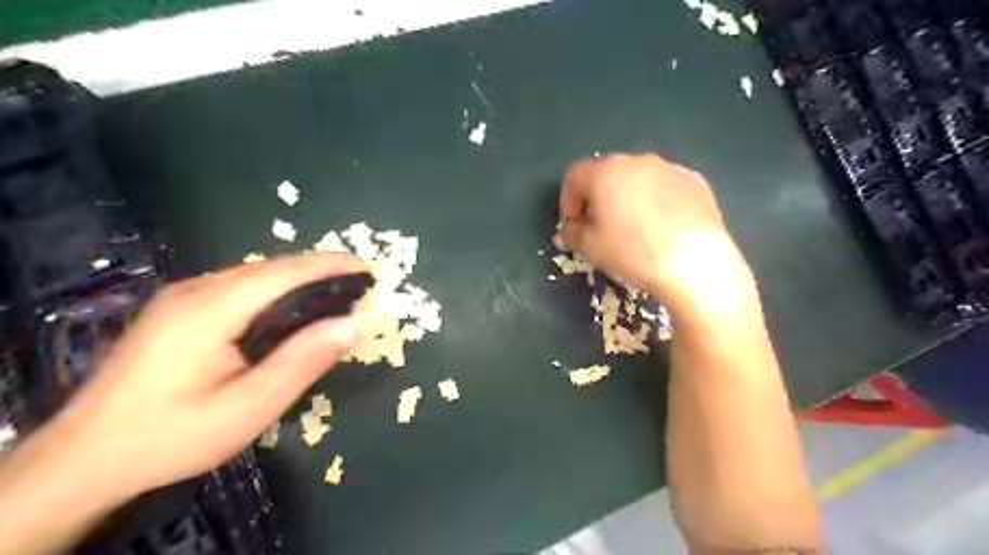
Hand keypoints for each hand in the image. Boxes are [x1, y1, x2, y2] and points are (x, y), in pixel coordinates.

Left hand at [47, 253, 366, 499]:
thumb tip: (353, 324)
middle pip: (271, 268)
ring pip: (255, 274)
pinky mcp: (177, 309)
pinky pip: (240, 286)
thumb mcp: (249, 407)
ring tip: (335, 293)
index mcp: (211, 309)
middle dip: (320, 270)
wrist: (83, 460)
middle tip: (360, 286)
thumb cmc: (173, 436)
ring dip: (299, 278)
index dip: (331, 265)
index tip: (369, 268)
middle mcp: (196, 290)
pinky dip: (276, 289)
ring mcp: (182, 297)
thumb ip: (303, 361)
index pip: (285, 272)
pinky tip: (290, 308)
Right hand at [552, 153, 754, 316]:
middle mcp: (636, 161)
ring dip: (627, 198)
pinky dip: (656, 201)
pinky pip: (665, 187)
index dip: (568, 201)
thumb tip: (565, 232)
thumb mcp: (591, 248)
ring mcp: (669, 168)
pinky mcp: (695, 181)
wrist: (694, 262)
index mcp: (605, 172)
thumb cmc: (632, 252)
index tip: (573, 225)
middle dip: (597, 198)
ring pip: (637, 179)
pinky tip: (662, 227)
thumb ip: (571, 235)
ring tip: (633, 228)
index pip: (574, 176)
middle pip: (606, 174)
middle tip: (600, 227)